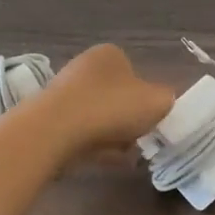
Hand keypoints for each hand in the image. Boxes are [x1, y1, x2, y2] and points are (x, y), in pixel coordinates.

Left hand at [30, 45, 175, 160]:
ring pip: (97, 116)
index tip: (150, 121)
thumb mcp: (157, 102)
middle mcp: (84, 66)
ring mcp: (63, 91)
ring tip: (122, 156)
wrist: (55, 131)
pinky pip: (79, 132)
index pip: (134, 73)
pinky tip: (102, 160)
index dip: (145, 99)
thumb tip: (162, 102)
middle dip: (127, 120)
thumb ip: (166, 99)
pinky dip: (92, 145)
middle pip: (115, 96)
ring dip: (111, 135)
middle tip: (138, 141)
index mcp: (110, 54)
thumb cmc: (111, 107)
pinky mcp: (49, 118)